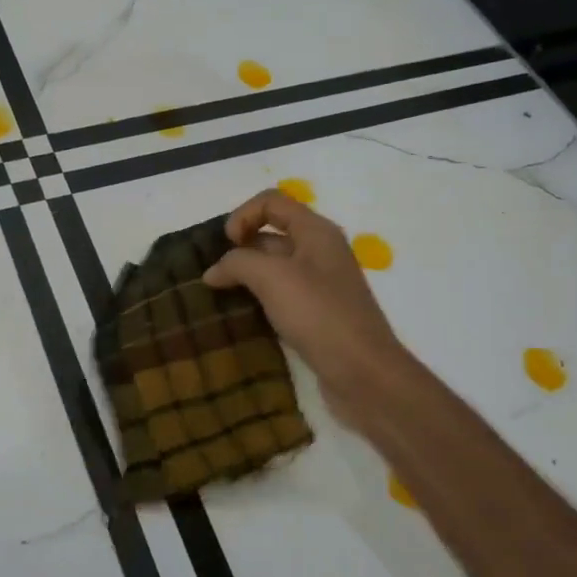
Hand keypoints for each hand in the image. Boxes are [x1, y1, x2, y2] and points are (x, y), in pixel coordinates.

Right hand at [203, 191, 420, 438]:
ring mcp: (320, 284)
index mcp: (316, 232)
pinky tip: (241, 316)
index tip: (227, 245)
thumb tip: (213, 272)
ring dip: (246, 276)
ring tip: (219, 295)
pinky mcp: (317, 314)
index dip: (243, 215)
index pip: (271, 202)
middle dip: (240, 247)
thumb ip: (238, 263)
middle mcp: (320, 252)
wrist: (363, 374)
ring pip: (274, 267)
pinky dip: (259, 299)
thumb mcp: (272, 278)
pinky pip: (281, 295)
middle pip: (272, 233)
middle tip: (216, 273)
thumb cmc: (319, 315)